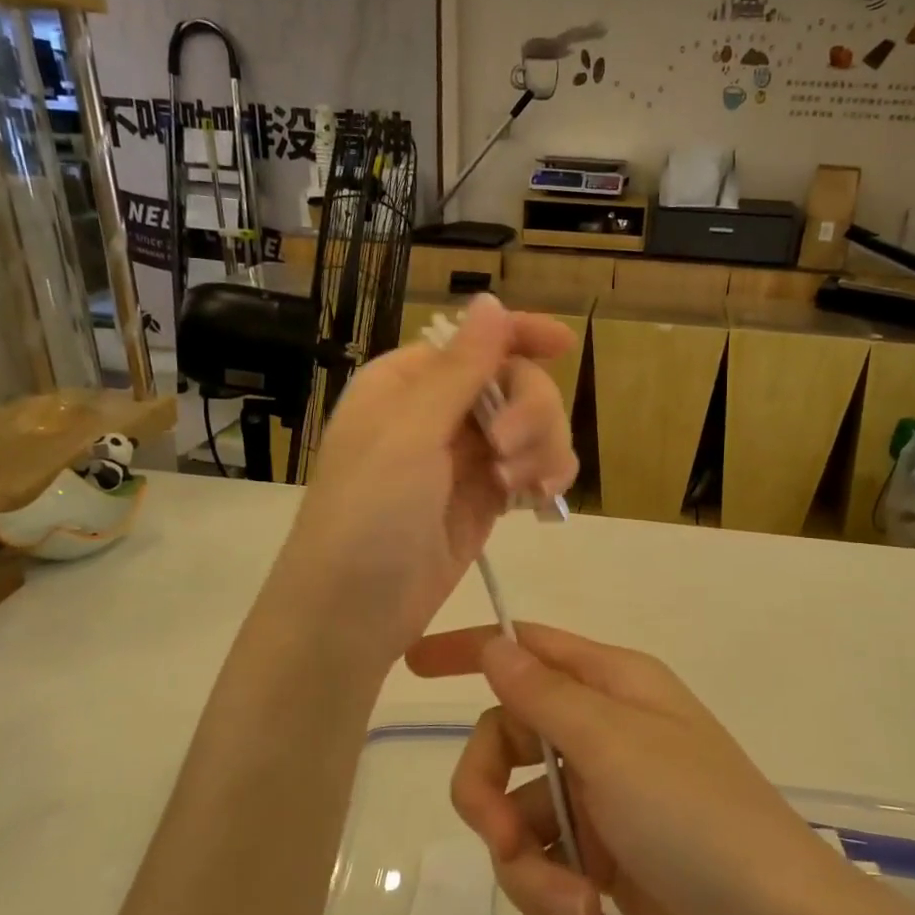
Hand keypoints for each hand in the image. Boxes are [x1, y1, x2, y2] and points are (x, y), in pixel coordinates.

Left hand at [274, 296, 577, 667]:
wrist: (351, 614)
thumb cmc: (367, 516)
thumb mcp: (410, 435)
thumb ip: (459, 370)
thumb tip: (488, 300)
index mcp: (407, 382)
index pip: (474, 341)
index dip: (520, 335)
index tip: (563, 345)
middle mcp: (438, 413)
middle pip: (515, 383)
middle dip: (530, 412)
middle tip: (510, 452)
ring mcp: (464, 459)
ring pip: (532, 427)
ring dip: (542, 448)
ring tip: (519, 489)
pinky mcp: (485, 500)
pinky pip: (532, 469)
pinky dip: (546, 476)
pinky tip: (541, 500)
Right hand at [406, 623, 845, 914]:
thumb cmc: (696, 814)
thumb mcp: (614, 745)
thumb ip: (544, 695)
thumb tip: (494, 647)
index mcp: (610, 688)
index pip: (526, 650)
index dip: (470, 652)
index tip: (413, 667)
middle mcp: (601, 735)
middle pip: (504, 746)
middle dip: (488, 800)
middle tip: (502, 844)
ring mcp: (600, 801)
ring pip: (518, 823)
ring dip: (532, 874)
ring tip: (579, 909)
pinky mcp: (603, 862)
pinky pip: (545, 872)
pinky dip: (556, 904)